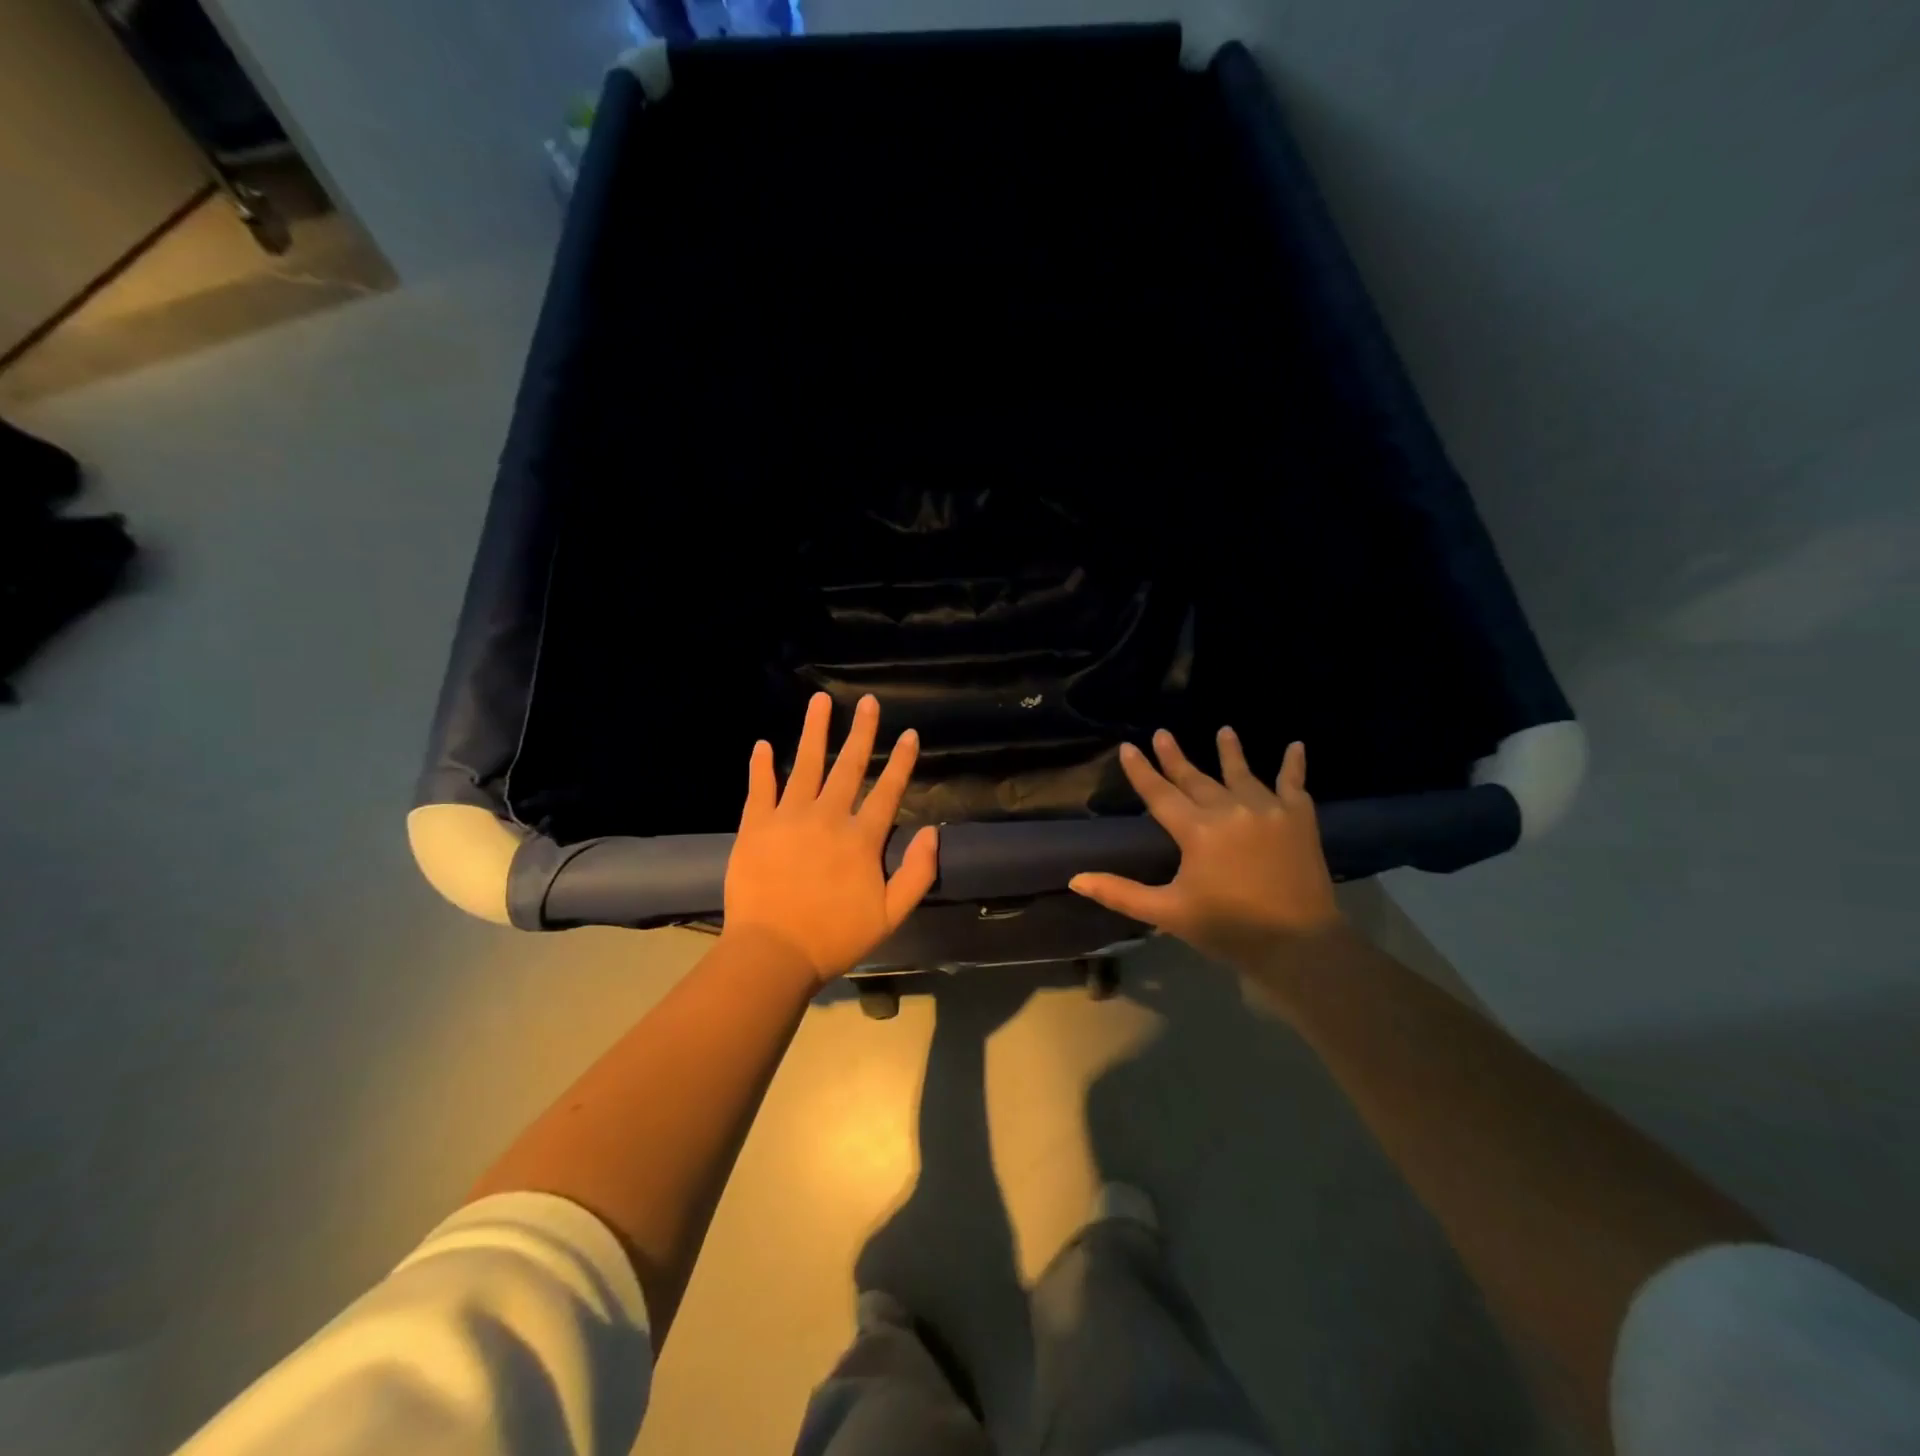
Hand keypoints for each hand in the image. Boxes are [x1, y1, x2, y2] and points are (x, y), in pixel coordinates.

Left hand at [723, 692, 938, 982]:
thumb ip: (918, 873)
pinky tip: (763, 744)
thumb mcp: (891, 915)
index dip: (901, 762)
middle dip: (862, 732)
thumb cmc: (835, 937)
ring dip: (814, 730)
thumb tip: (933, 831)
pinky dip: (761, 766)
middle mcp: (828, 817)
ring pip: (805, 764)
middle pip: (849, 766)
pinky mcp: (755, 826)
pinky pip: (759, 788)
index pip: (887, 791)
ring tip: (820, 701)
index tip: (910, 734)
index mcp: (862, 838)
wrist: (773, 953)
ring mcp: (789, 817)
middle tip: (868, 702)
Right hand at [1069, 728, 1345, 971]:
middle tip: (1162, 733)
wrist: (1298, 945)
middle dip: (1176, 757)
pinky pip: (1294, 784)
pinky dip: (1294, 765)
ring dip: (1230, 751)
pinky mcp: (1299, 820)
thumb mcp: (1168, 913)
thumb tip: (1075, 879)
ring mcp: (1268, 811)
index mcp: (1197, 831)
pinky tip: (1296, 745)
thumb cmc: (1228, 929)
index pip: (1160, 794)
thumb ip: (1121, 894)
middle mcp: (1230, 810)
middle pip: (1196, 779)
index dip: (1142, 771)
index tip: (1128, 747)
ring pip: (1242, 773)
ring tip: (1224, 730)